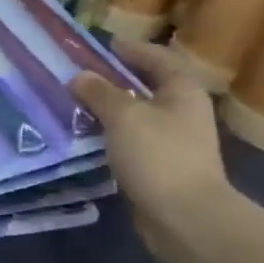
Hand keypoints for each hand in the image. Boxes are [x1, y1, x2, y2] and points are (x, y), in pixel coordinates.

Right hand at [71, 39, 230, 233]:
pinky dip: (113, 133)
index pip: (157, 58)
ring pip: (138, 114)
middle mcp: (183, 111)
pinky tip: (90, 136)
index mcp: (183, 90)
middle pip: (148, 85)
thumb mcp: (124, 116)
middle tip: (83, 74)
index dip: (131, 49)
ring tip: (78, 104)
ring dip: (111, 108)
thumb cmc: (158, 156)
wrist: (185, 216)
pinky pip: (133, 139)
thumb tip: (79, 76)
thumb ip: (100, 93)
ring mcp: (175, 140)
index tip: (103, 45)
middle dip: (116, 79)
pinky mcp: (161, 166)